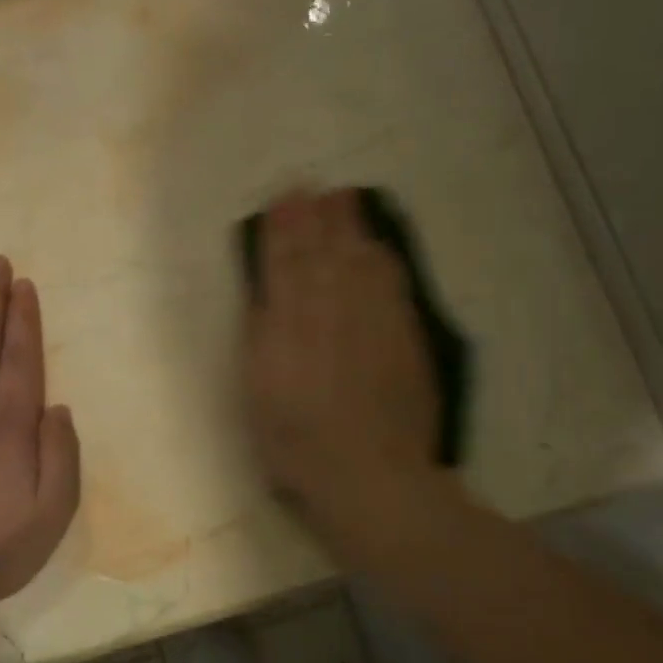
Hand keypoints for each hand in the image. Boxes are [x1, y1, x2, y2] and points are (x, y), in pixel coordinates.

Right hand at [243, 188, 440, 527]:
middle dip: (314, 217)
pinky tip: (378, 246)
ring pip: (359, 260)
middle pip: (323, 253)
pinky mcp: (404, 335)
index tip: (281, 201)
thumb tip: (265, 297)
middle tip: (311, 187)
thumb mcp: (258, 395)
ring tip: (342, 199)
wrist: (370, 474)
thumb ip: (261, 339)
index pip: (284, 265)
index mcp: (289, 325)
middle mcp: (332, 311)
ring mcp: (373, 320)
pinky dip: (382, 258)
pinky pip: (392, 283)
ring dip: (349, 227)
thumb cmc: (297, 444)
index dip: (282, 231)